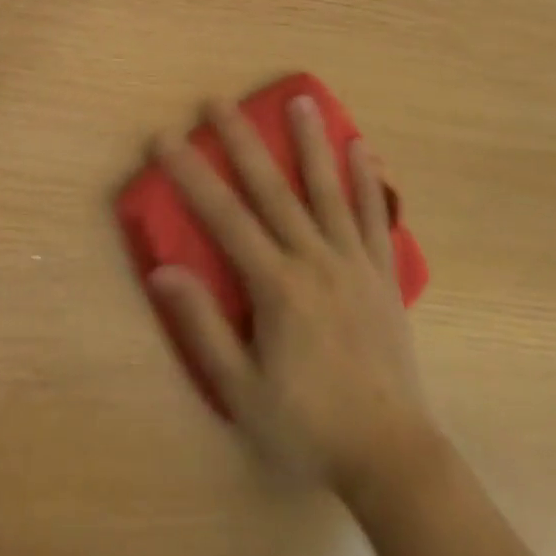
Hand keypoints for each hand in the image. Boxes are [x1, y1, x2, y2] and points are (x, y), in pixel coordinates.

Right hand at [148, 95, 438, 494]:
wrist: (391, 456)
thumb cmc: (308, 427)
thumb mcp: (242, 391)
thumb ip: (202, 327)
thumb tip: (163, 271)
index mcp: (277, 285)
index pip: (224, 217)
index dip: (190, 174)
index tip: (165, 137)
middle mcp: (315, 259)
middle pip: (272, 188)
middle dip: (241, 140)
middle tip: (219, 100)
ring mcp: (354, 262)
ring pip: (328, 189)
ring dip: (312, 141)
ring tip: (303, 99)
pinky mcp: (383, 274)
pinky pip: (376, 217)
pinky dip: (369, 181)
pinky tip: (363, 147)